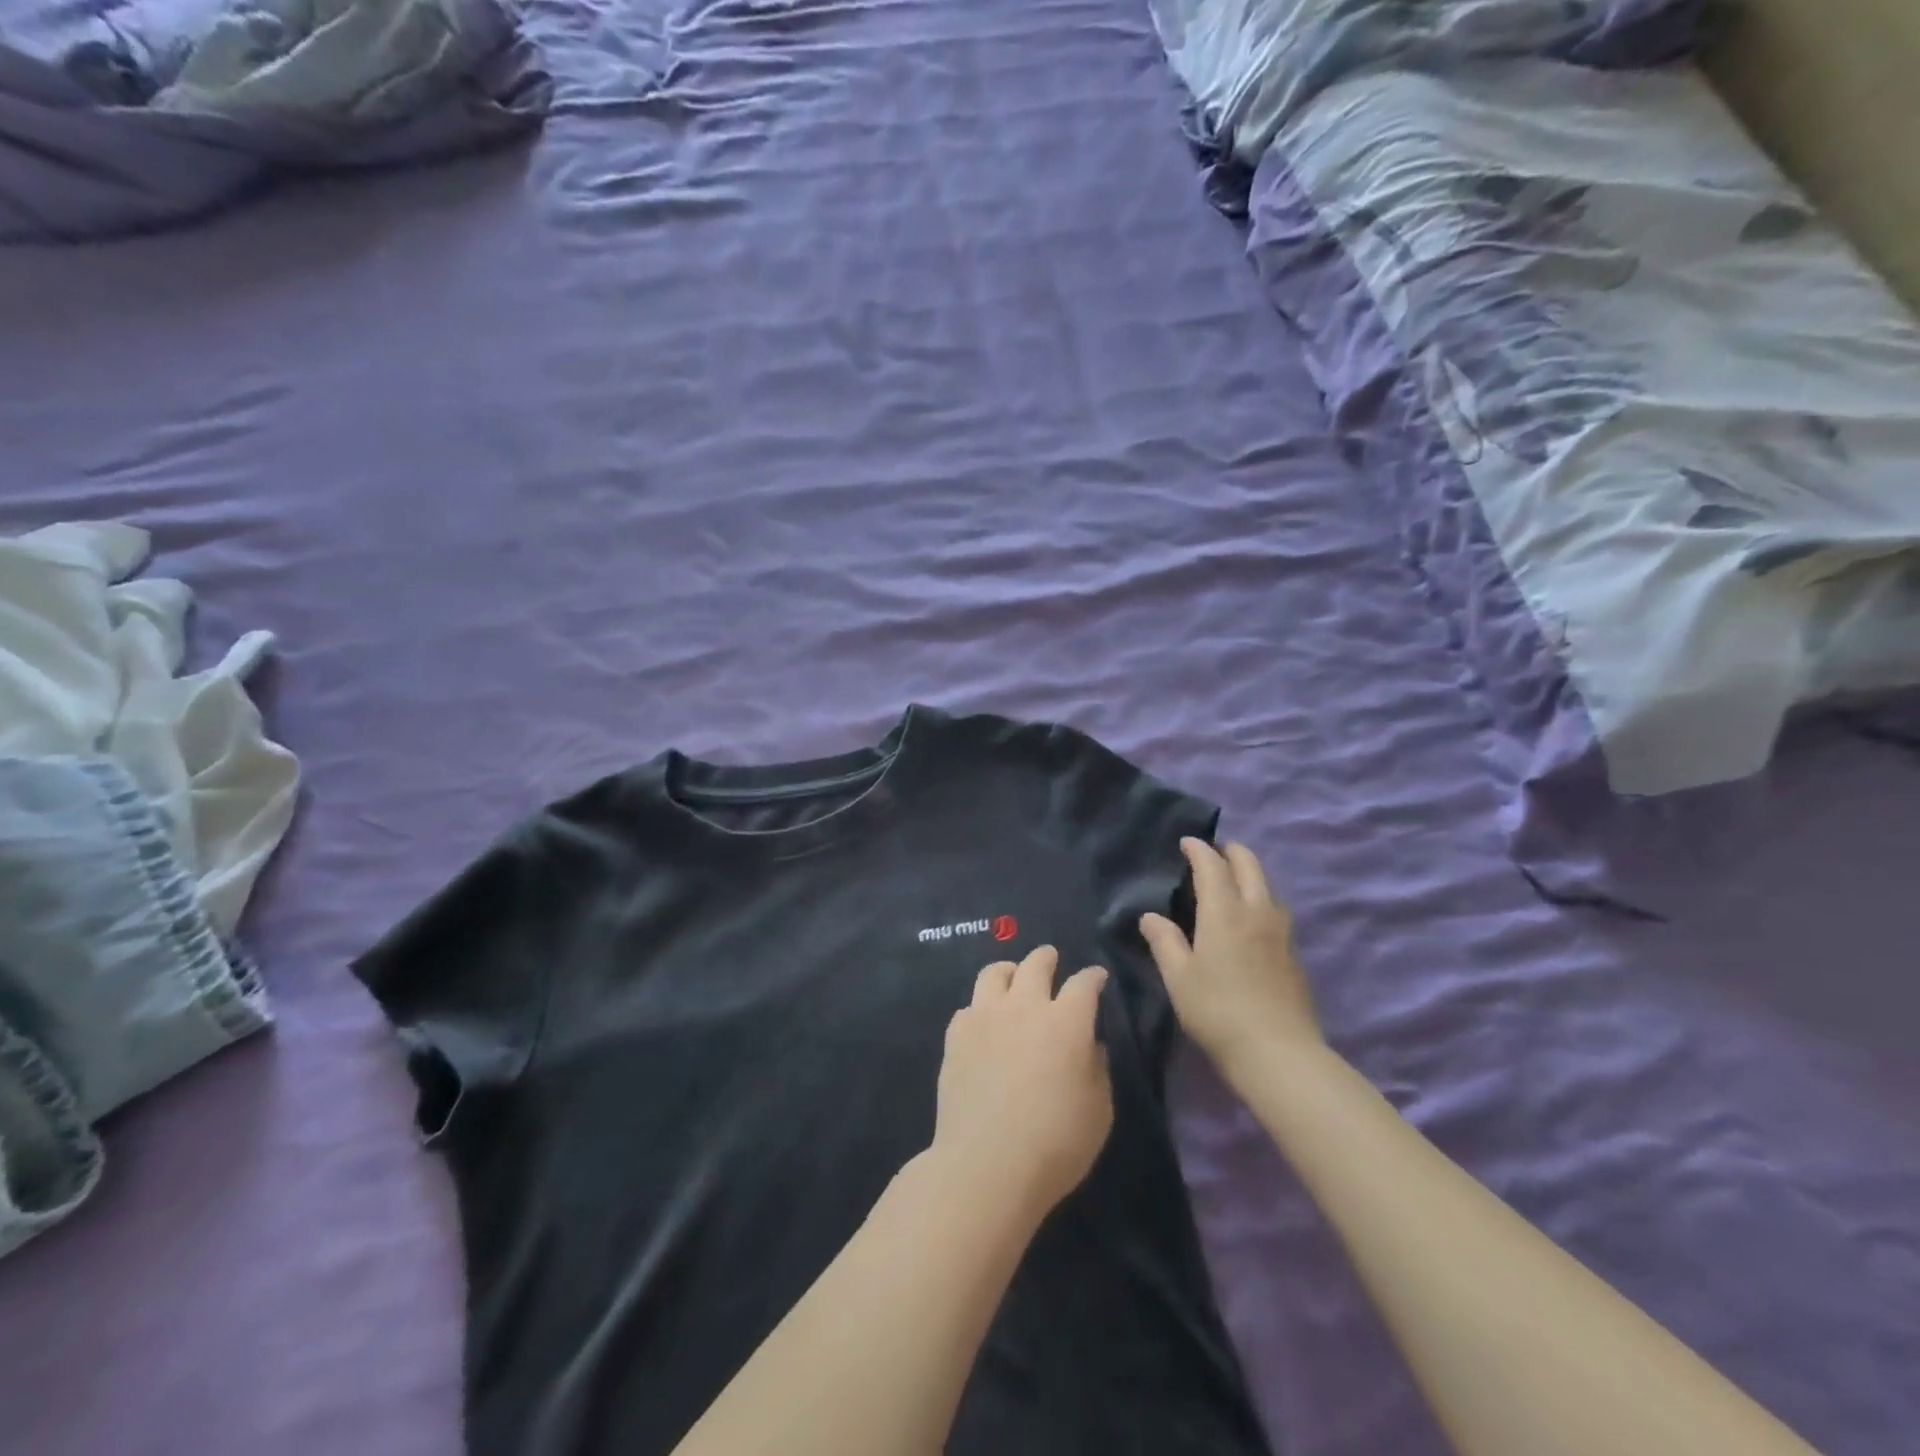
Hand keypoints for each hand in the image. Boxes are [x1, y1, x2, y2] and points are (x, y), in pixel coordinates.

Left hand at [932, 945, 1113, 1225]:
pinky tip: (983, 1023)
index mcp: (1066, 1022)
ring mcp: (985, 1016)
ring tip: (1011, 978)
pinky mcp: (956, 1034)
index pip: (1084, 983)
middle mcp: (1025, 1006)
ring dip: (1009, 971)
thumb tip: (1088, 1045)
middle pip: (1036, 964)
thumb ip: (1097, 1069)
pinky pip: (969, 1007)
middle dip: (1047, 958)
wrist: (986, 1163)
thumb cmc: (1056, 1144)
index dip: (1093, 977)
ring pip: (995, 973)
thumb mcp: (1099, 1111)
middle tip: (1051, 960)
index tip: (1097, 977)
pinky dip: (980, 1008)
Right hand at [1140, 838, 1319, 1074]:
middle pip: (1249, 866)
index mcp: (1224, 912)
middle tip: (1214, 852)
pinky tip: (1251, 917)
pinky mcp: (1293, 953)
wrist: (1279, 1053)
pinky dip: (1260, 898)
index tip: (1187, 842)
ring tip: (1232, 880)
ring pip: (1268, 886)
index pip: (1212, 866)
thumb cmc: (1217, 1011)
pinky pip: (1275, 909)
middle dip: (1231, 852)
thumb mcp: (1179, 977)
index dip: (1199, 850)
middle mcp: (1257, 912)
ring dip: (1250, 873)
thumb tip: (1151, 916)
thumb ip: (1164, 942)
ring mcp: (1281, 932)